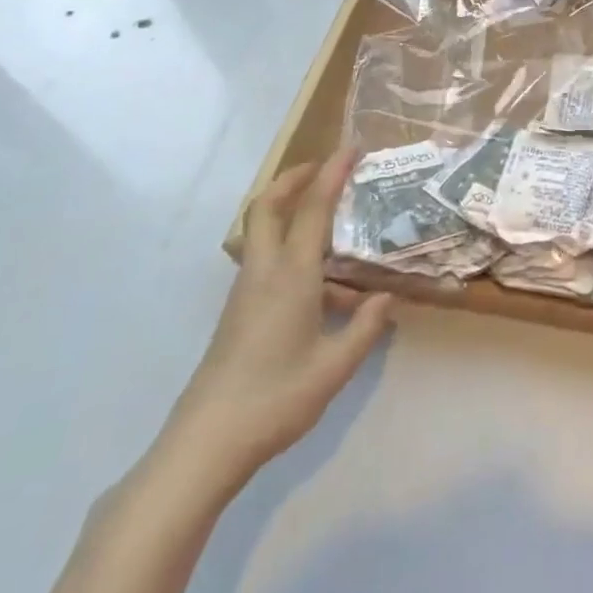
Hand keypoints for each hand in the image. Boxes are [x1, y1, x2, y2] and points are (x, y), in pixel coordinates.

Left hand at [158, 151, 393, 495]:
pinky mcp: (240, 312)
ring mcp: (246, 292)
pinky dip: (294, 252)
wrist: (206, 443)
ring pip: (265, 234)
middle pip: (268, 207)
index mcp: (290, 276)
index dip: (332, 173)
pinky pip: (268, 263)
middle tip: (326, 168)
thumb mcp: (335, 366)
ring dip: (294, 215)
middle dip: (294, 178)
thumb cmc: (276, 398)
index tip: (351, 148)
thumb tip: (386, 299)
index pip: (312, 209)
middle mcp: (264, 273)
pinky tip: (327, 289)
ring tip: (338, 231)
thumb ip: (365, 328)